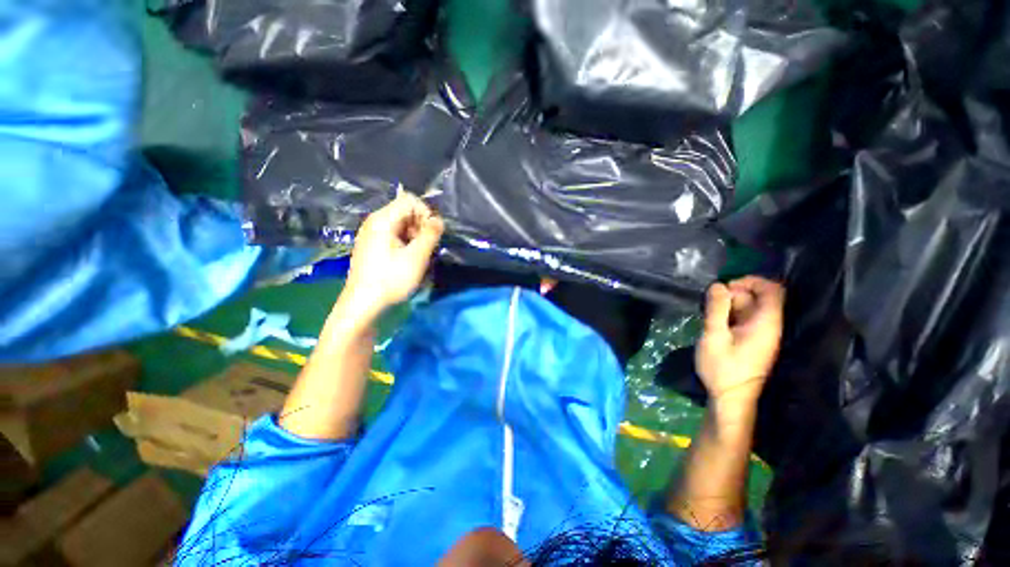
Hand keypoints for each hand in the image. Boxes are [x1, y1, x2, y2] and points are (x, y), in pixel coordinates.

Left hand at [341, 193, 443, 318]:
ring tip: (418, 256)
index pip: (410, 200)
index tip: (431, 235)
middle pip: (405, 211)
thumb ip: (430, 234)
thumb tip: (439, 220)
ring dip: (415, 236)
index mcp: (382, 220)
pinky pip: (395, 235)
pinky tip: (408, 260)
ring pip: (402, 224)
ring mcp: (372, 234)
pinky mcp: (373, 246)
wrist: (363, 304)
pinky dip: (406, 243)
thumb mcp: (416, 257)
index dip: (425, 213)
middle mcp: (375, 222)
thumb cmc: (390, 279)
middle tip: (425, 248)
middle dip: (421, 226)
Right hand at [696, 276, 784, 406]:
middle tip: (711, 302)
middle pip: (759, 297)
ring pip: (750, 308)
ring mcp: (762, 334)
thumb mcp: (714, 336)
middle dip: (734, 293)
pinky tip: (715, 322)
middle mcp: (769, 326)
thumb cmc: (723, 368)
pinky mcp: (753, 341)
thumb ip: (716, 309)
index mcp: (766, 323)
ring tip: (709, 313)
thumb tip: (718, 285)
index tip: (726, 286)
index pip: (772, 290)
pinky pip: (745, 319)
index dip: (751, 281)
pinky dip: (730, 314)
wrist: (730, 399)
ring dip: (729, 304)